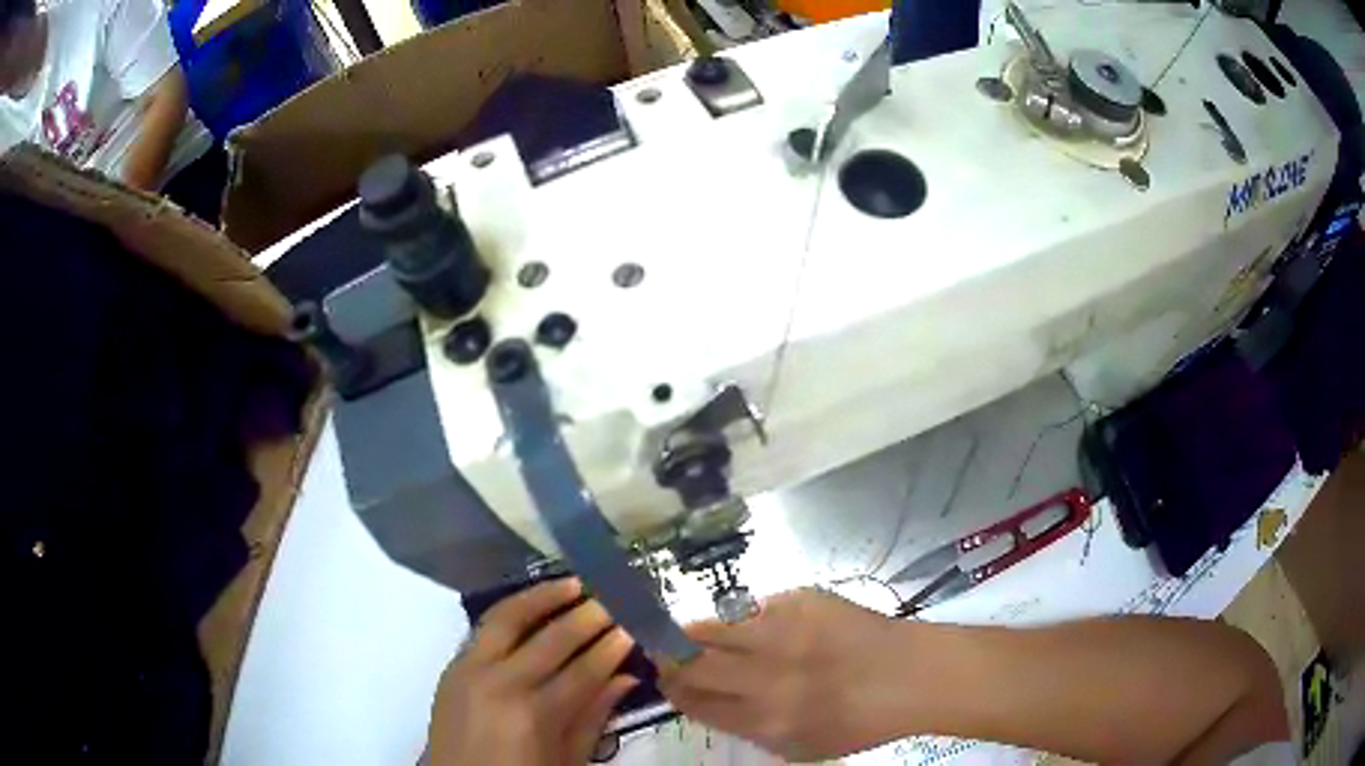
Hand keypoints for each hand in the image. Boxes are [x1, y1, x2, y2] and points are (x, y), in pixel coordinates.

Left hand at [428, 579, 637, 765]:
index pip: (583, 670)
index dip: (611, 648)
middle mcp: (501, 683)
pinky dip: (512, 611)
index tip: (633, 627)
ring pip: (508, 618)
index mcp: (535, 715)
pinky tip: (532, 604)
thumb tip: (627, 678)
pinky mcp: (452, 665)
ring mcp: (470, 669)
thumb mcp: (566, 761)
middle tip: (613, 599)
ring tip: (573, 583)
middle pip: (551, 639)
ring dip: (543, 597)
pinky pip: (484, 628)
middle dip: (587, 616)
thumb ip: (593, 718)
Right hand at [658, 588, 917, 761]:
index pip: (693, 702)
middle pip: (691, 664)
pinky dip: (751, 620)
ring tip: (696, 634)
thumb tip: (705, 702)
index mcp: (763, 722)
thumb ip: (747, 729)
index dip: (673, 690)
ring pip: (712, 628)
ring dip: (695, 633)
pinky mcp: (801, 600)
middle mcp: (765, 678)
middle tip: (668, 655)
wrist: (910, 675)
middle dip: (670, 660)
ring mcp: (782, 634)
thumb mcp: (798, 748)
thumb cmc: (859, 722)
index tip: (666, 681)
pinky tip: (769, 628)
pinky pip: (755, 609)